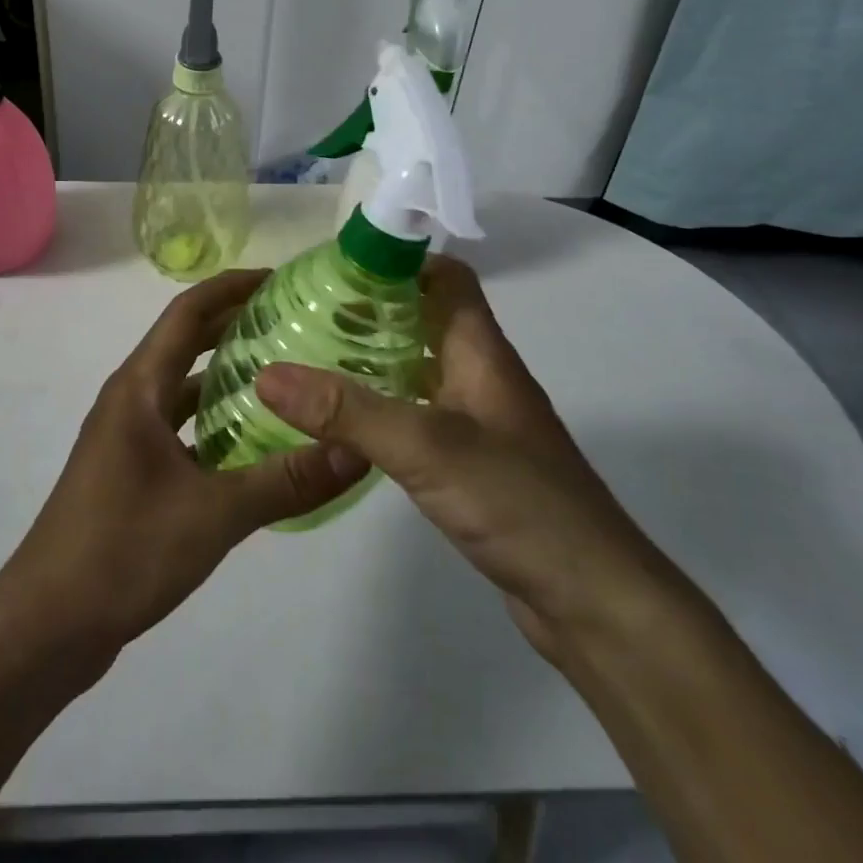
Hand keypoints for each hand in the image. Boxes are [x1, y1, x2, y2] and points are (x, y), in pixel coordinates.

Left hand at [0, 268, 369, 662]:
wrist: (46, 626)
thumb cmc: (123, 551)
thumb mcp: (214, 515)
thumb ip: (286, 481)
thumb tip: (355, 450)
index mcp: (139, 387)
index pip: (188, 312)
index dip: (231, 287)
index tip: (279, 279)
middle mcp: (129, 399)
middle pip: (186, 343)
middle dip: (235, 326)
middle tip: (294, 323)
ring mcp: (125, 436)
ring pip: (182, 388)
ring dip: (225, 376)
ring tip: (284, 377)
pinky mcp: (128, 470)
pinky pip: (178, 426)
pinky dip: (213, 421)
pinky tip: (251, 444)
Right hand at [255, 256, 680, 659]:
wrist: (594, 601)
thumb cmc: (519, 502)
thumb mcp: (425, 447)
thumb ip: (347, 410)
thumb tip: (267, 373)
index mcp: (480, 351)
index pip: (446, 277)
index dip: (399, 260)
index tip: (339, 264)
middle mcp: (480, 375)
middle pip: (425, 318)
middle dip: (372, 308)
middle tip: (309, 310)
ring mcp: (478, 420)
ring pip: (419, 367)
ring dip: (374, 356)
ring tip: (313, 357)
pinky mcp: (472, 462)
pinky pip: (419, 412)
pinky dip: (383, 404)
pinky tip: (345, 423)